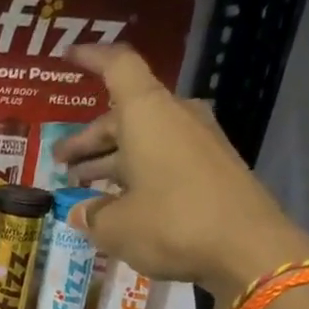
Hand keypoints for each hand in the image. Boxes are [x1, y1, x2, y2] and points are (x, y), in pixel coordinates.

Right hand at [54, 44, 308, 306]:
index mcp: (147, 115)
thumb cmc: (171, 224)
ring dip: (110, 160)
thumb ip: (91, 214)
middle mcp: (174, 118)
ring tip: (81, 185)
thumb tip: (81, 211)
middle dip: (89, 139)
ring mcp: (198, 142)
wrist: (247, 248)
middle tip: (60, 161)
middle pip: (123, 116)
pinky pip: (163, 159)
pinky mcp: (212, 168)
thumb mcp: (115, 226)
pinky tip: (118, 202)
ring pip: (142, 140)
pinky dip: (136, 173)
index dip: (90, 59)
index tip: (67, 59)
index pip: (117, 67)